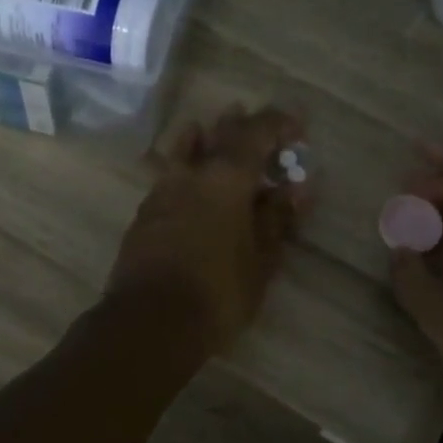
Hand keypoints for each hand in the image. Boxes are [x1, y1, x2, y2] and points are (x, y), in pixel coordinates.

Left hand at [108, 106, 308, 355]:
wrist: (150, 322)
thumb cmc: (218, 291)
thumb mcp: (261, 259)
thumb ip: (277, 218)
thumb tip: (296, 189)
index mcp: (225, 177)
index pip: (256, 133)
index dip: (278, 123)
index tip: (297, 124)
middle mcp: (190, 174)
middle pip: (216, 134)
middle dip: (239, 124)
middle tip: (253, 119)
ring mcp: (161, 192)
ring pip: (183, 151)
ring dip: (203, 139)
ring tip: (211, 132)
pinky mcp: (145, 215)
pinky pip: (169, 177)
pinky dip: (185, 169)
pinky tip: (189, 181)